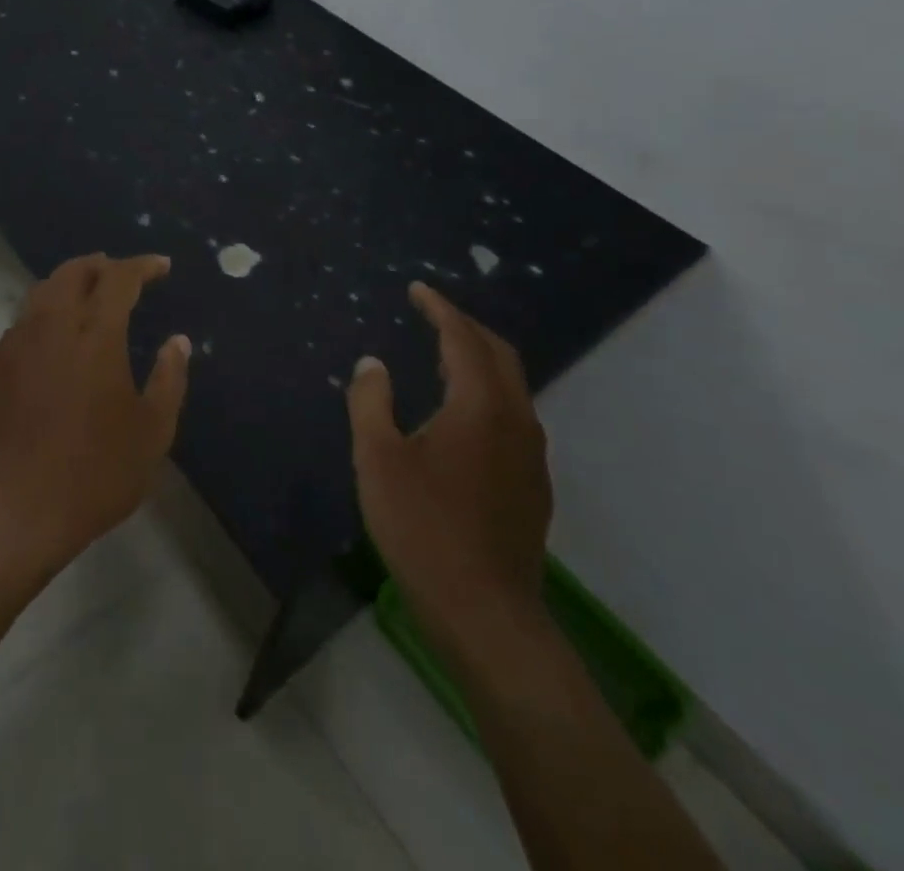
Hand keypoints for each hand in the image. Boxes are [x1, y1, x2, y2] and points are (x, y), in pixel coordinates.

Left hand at [0, 253, 190, 578]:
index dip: (142, 266)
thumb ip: (169, 379)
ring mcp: (16, 344)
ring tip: (87, 296)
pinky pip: (22, 322)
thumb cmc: (95, 472)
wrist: (16, 509)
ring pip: (41, 292)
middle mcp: (52, 326)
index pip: (118, 278)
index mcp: (95, 336)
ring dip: (68, 284)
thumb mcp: (152, 432)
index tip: (161, 266)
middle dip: (100, 265)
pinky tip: (54, 338)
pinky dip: (44, 314)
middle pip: (72, 273)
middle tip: (120, 274)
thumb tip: (177, 341)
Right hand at [347, 283, 551, 665]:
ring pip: (510, 386)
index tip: (417, 289)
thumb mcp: (378, 459)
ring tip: (440, 355)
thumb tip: (372, 363)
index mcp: (480, 406)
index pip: (462, 338)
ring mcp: (531, 455)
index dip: (439, 309)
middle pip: (498, 354)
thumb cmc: (423, 528)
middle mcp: (515, 420)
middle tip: (430, 314)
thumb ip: (371, 401)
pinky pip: (511, 415)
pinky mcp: (532, 484)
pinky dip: (485, 392)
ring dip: (477, 360)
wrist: (486, 613)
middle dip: (465, 327)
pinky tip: (458, 414)